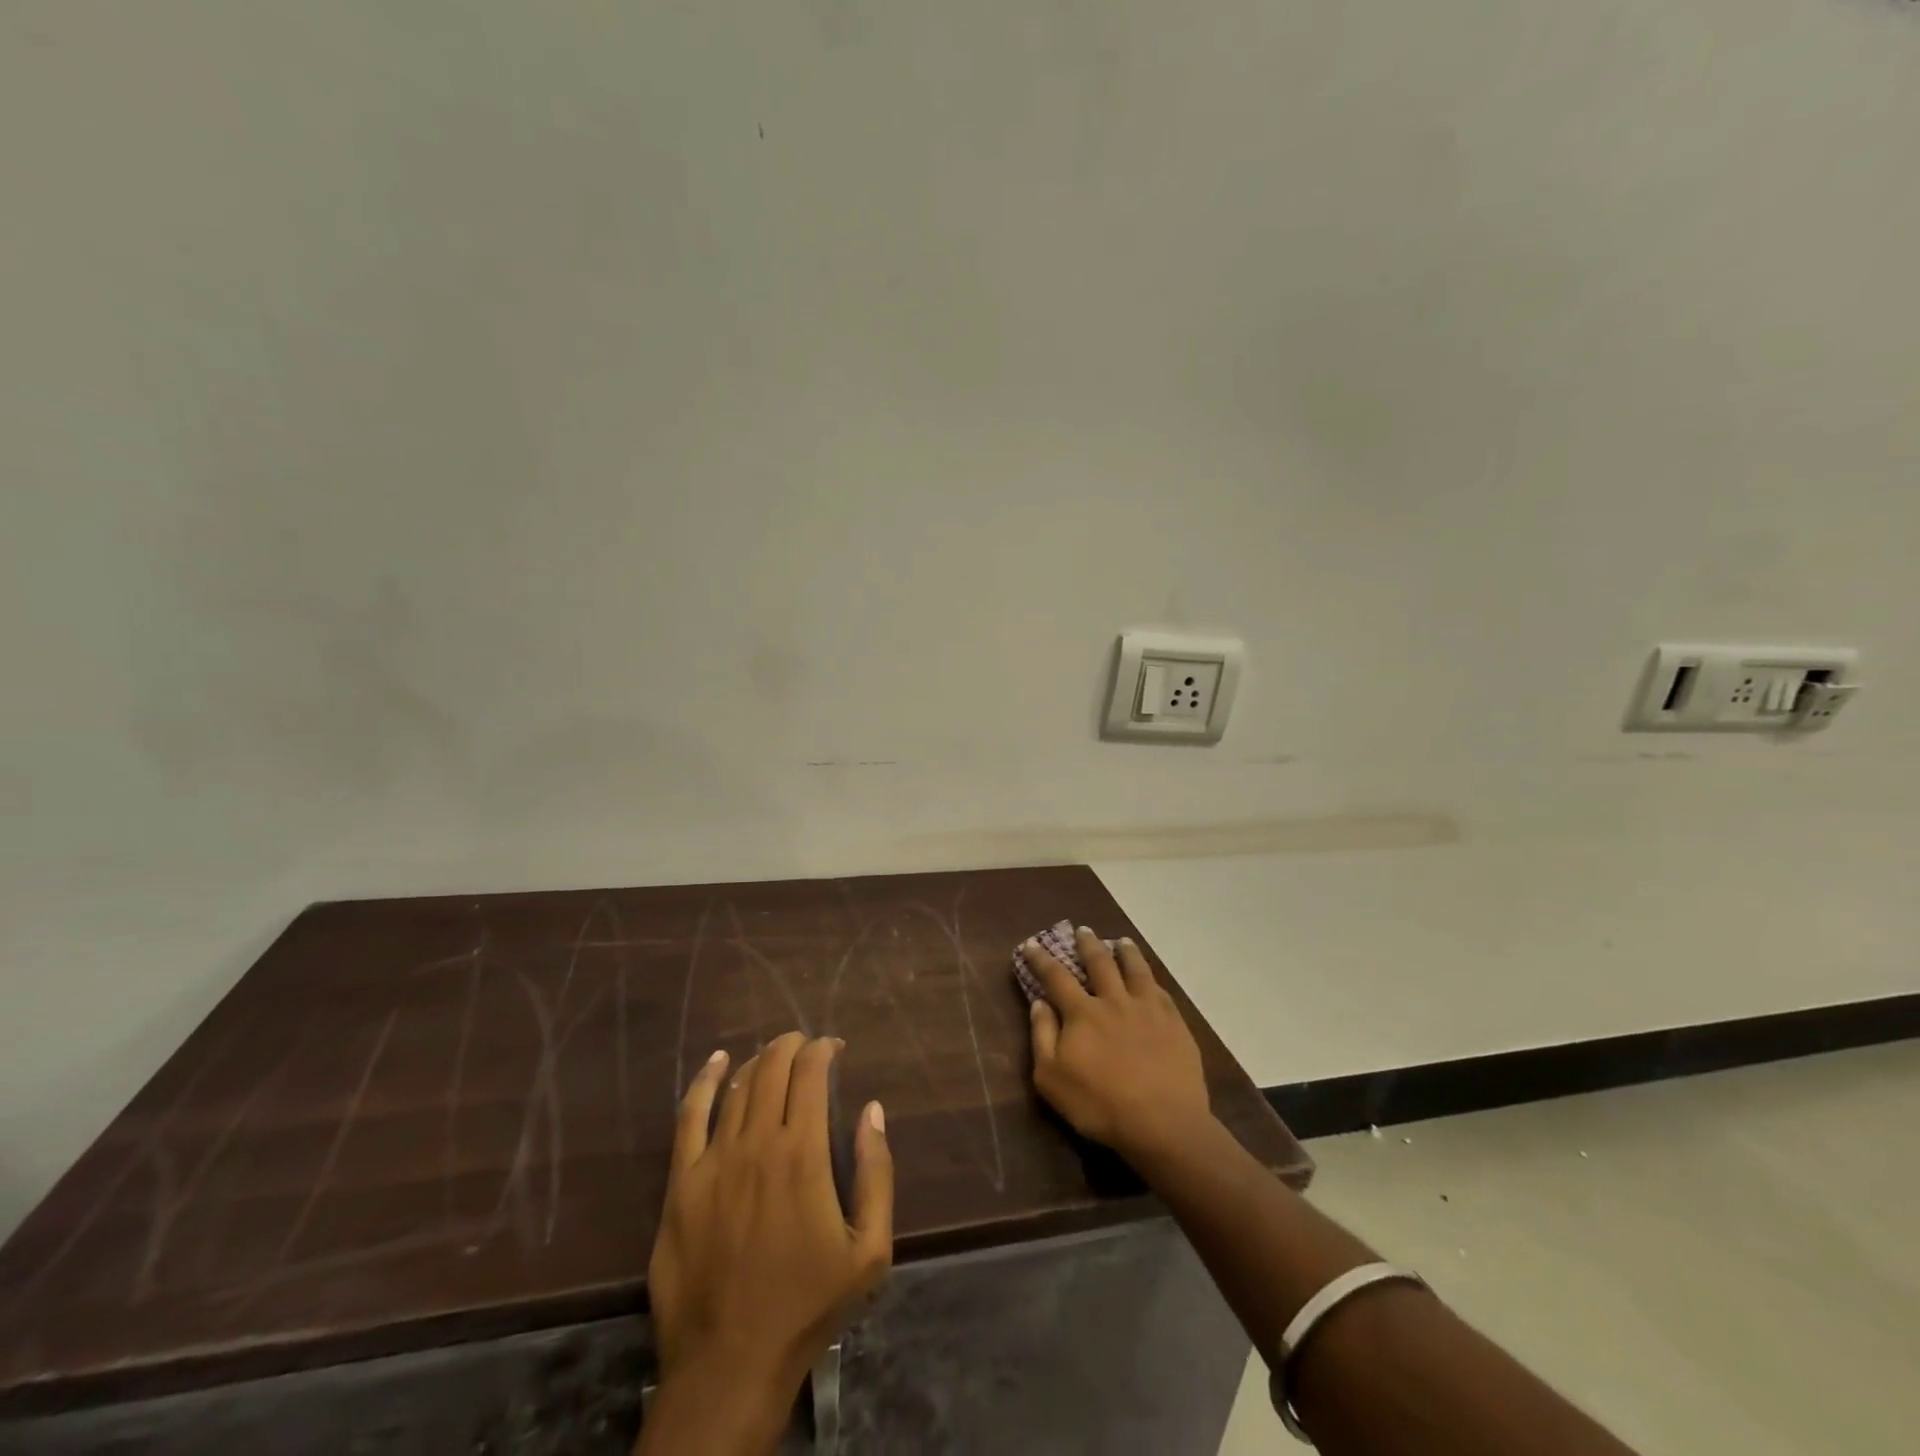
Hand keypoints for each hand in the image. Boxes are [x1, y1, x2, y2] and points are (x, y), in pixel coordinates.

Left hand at [647, 1033, 892, 1420]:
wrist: (731, 1365)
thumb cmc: (807, 1306)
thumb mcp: (869, 1251)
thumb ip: (877, 1173)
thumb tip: (872, 1110)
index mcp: (803, 1153)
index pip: (810, 1074)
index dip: (823, 1049)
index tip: (834, 1048)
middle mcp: (757, 1143)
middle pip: (773, 1069)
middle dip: (792, 1045)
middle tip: (806, 1045)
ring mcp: (714, 1161)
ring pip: (737, 1087)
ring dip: (759, 1061)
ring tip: (774, 1055)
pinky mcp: (681, 1184)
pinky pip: (689, 1117)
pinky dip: (704, 1082)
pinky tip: (717, 1063)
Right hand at [1017, 928, 1211, 1160]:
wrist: (1163, 1123)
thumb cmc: (1099, 1105)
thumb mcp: (1051, 1078)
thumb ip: (1042, 1035)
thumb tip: (1039, 1001)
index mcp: (1082, 1012)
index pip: (1056, 976)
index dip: (1041, 958)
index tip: (1031, 943)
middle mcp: (1114, 1000)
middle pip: (1099, 962)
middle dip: (1087, 944)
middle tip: (1083, 930)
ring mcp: (1147, 1008)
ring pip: (1135, 969)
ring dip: (1125, 951)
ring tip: (1121, 941)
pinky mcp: (1174, 1023)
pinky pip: (1160, 990)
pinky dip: (1150, 978)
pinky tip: (1150, 978)